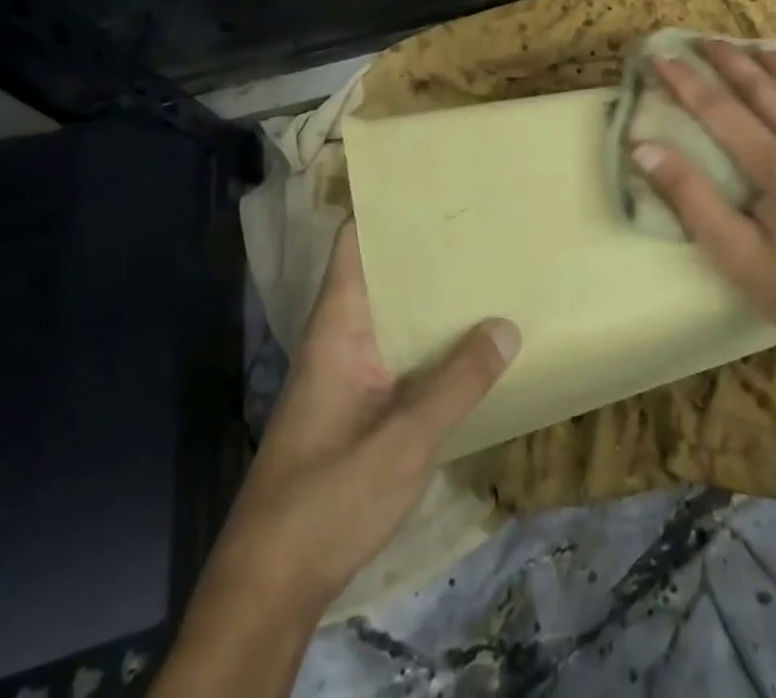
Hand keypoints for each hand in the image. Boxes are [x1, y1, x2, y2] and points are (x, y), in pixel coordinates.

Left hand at [203, 221, 519, 613]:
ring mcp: (345, 377)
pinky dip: (427, 341)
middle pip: (379, 276)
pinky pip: (396, 356)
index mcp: (337, 329)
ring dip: (428, 300)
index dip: (384, 210)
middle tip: (479, 227)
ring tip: (483, 272)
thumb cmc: (327, 500)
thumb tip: (506, 323)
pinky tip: (465, 346)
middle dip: (423, 253)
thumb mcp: (403, 442)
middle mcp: (339, 341)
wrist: (269, 589)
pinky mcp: (355, 410)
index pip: (352, 245)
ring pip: (391, 318)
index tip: (431, 186)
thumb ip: (456, 384)